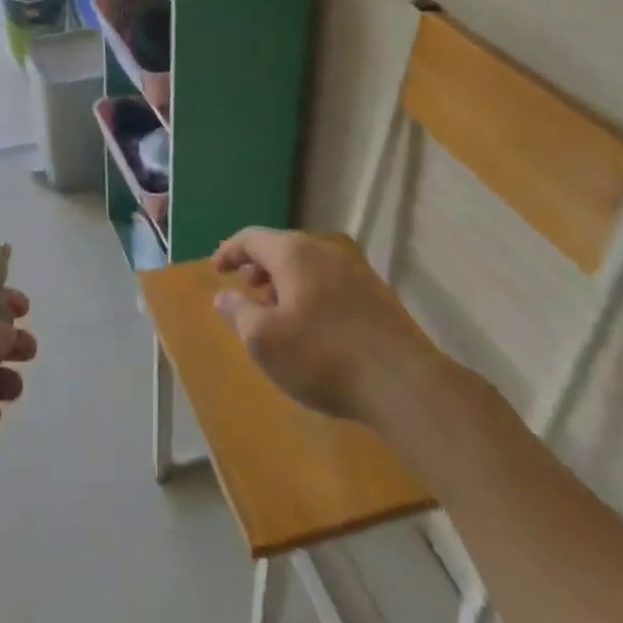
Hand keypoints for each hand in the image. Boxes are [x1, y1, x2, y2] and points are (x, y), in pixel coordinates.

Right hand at [212, 229, 443, 428]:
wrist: (405, 385)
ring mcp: (356, 272)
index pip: (252, 238)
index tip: (216, 270)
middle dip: (259, 266)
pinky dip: (311, 293)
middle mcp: (324, 252)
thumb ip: (238, 312)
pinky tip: (314, 328)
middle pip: (282, 247)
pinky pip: (331, 283)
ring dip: (286, 281)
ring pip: (309, 266)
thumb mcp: (263, 340)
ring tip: (277, 311)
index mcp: (294, 253)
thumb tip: (224, 295)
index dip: (230, 251)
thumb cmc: (322, 357)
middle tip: (245, 288)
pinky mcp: (378, 297)